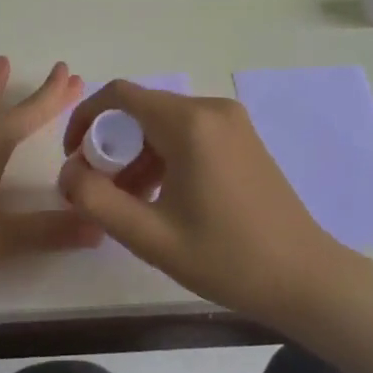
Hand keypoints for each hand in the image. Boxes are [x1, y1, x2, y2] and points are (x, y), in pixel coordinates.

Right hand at [58, 82, 338, 325]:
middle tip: (101, 189)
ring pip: (165, 123)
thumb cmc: (227, 258)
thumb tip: (67, 173)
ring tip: (129, 202)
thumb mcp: (151, 236)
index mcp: (190, 123)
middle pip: (142, 110)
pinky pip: (189, 133)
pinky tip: (162, 197)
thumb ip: (97, 201)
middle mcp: (211, 109)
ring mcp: (232, 121)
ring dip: (138, 154)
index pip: (119, 95)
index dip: (85, 119)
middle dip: (112, 144)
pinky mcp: (243, 137)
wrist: (306, 278)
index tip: (74, 158)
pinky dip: (165, 155)